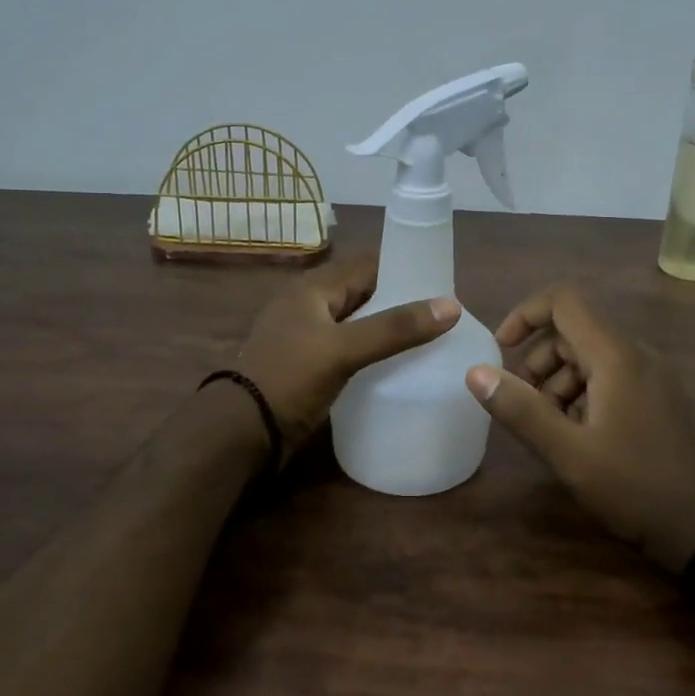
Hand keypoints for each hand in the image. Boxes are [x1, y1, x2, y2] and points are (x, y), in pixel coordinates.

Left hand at [235, 251, 459, 459]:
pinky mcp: (309, 364)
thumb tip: (452, 305)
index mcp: (312, 288)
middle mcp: (310, 304)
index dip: (403, 268)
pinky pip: (349, 346)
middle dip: (399, 300)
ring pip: (357, 321)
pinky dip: (372, 350)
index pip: (367, 264)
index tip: (441, 284)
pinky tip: (396, 364)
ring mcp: (307, 335)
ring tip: (428, 339)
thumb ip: (395, 328)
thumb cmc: (290, 379)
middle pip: (363, 292)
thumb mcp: (343, 349)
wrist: (242, 431)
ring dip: (386, 327)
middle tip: (441, 315)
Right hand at [465, 284, 694, 573]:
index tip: (501, 349)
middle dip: (539, 359)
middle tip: (524, 404)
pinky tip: (579, 436)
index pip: (565, 300)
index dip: (526, 313)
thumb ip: (522, 410)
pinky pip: (612, 377)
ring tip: (549, 426)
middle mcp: (637, 355)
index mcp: (616, 356)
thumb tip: (475, 372)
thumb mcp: (569, 454)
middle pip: (575, 331)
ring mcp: (653, 377)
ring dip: (559, 380)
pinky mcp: (660, 399)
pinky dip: (584, 394)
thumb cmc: (637, 487)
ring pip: (592, 356)